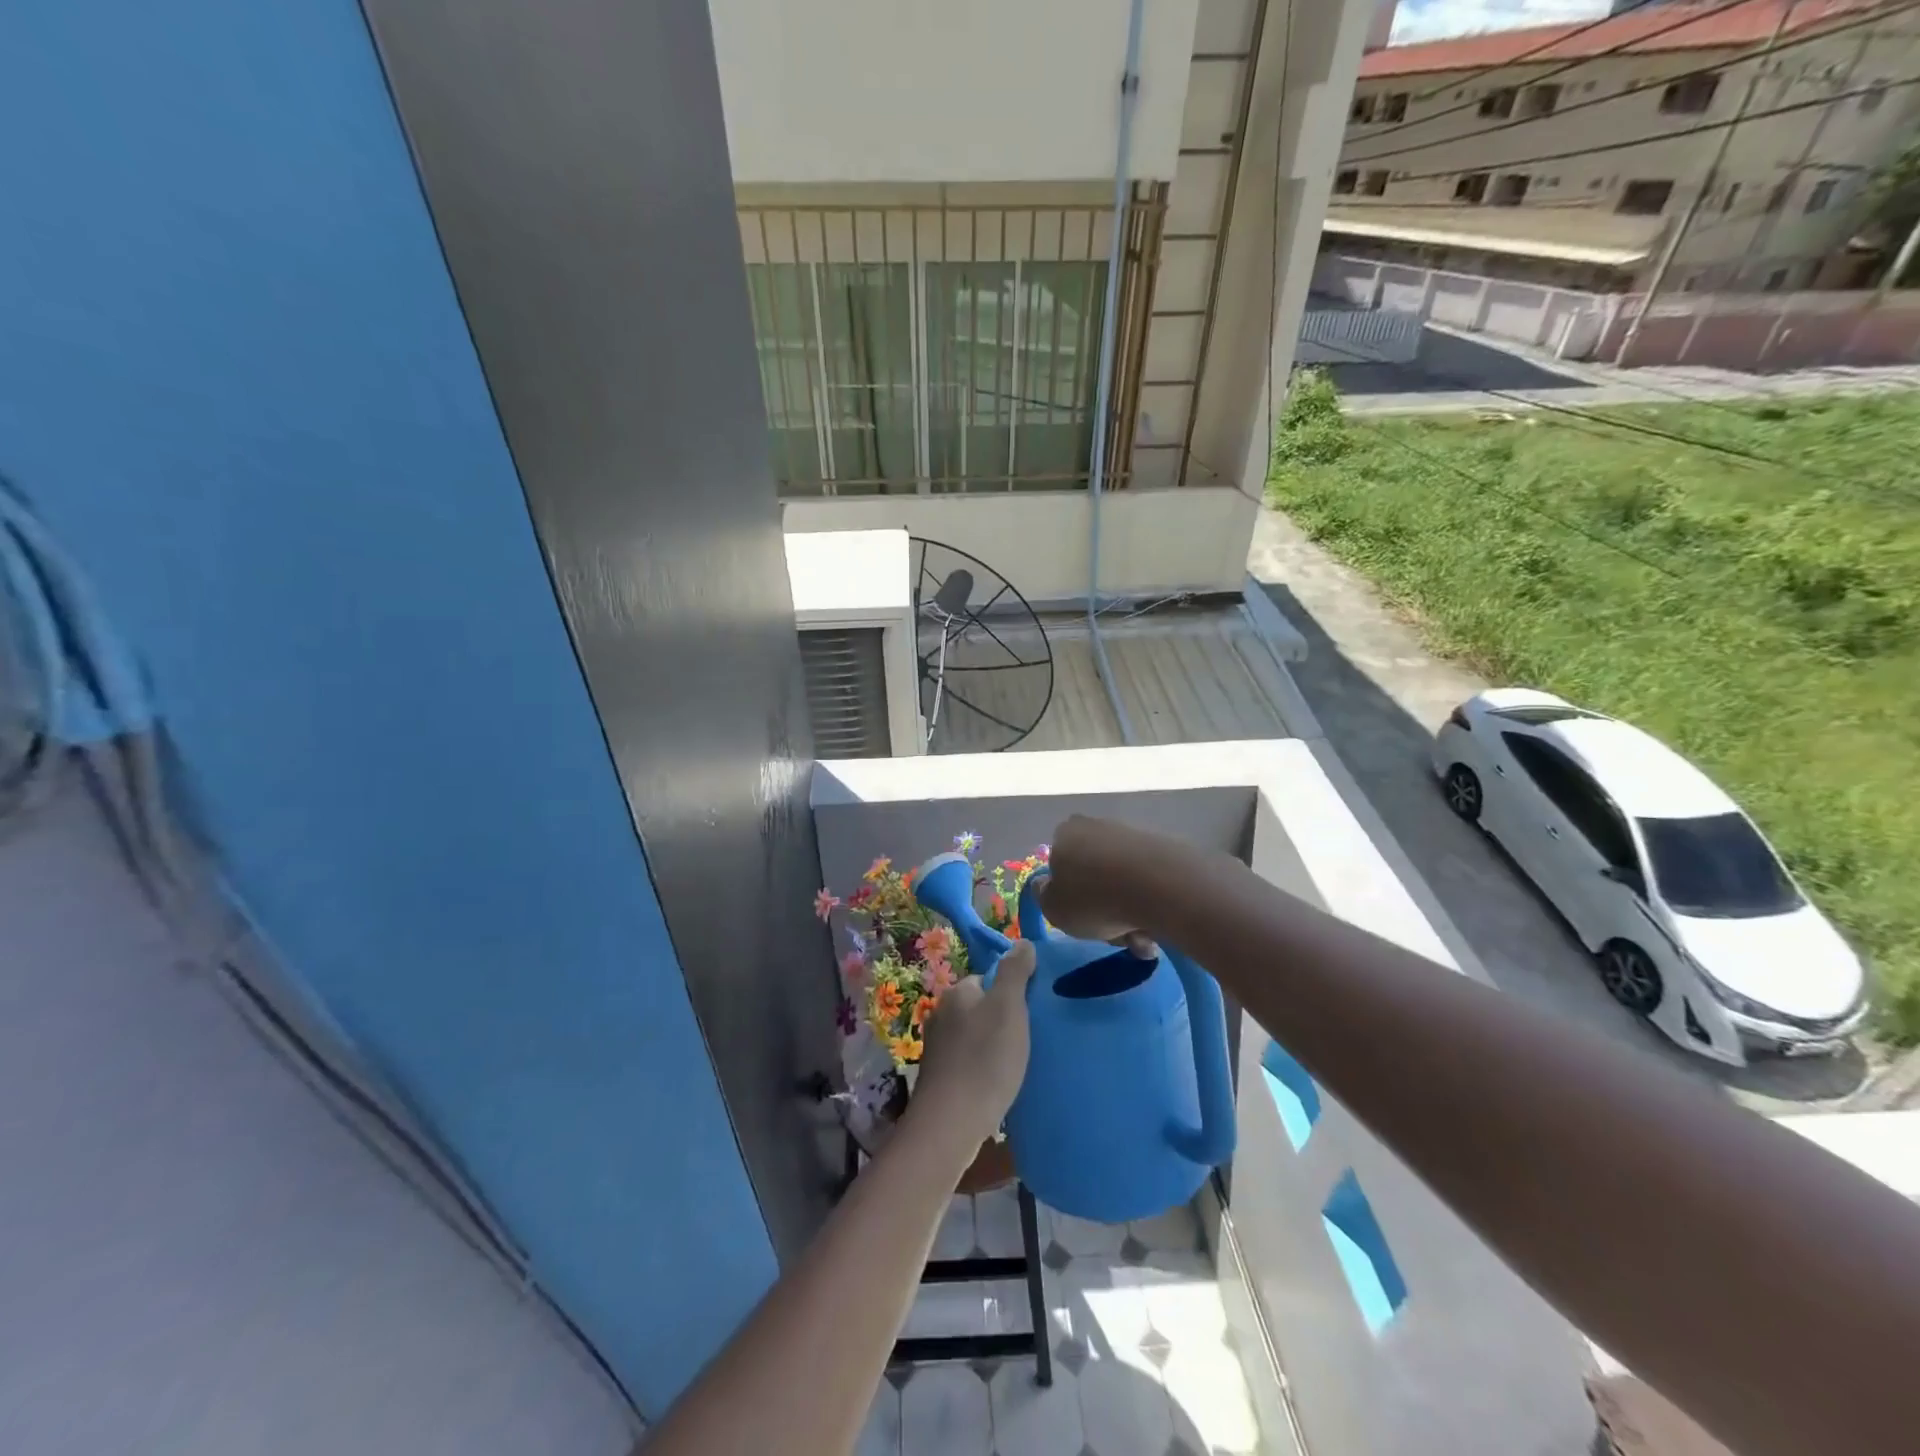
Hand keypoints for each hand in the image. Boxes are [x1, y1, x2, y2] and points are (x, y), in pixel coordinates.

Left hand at [913, 940, 1035, 1150]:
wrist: (951, 1124)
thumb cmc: (985, 1059)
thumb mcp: (1008, 1007)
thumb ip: (1015, 972)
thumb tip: (1022, 942)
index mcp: (957, 993)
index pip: (988, 979)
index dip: (1011, 992)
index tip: (1031, 1012)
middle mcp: (941, 1014)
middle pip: (980, 1008)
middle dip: (1002, 1020)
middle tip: (1028, 1040)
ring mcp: (937, 1048)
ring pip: (973, 1036)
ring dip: (992, 1047)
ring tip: (1016, 1066)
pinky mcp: (939, 1078)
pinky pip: (967, 1063)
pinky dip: (982, 1069)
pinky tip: (997, 1085)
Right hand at [1035, 814, 1158, 945]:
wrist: (1161, 886)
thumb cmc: (1094, 899)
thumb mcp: (1052, 908)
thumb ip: (1043, 896)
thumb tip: (1046, 885)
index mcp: (1066, 834)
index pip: (1059, 864)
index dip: (1067, 894)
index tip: (1080, 918)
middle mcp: (1097, 826)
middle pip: (1094, 875)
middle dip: (1103, 908)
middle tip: (1114, 935)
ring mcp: (1133, 834)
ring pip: (1123, 882)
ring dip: (1128, 912)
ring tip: (1140, 938)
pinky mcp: (1165, 846)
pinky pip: (1150, 882)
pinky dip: (1151, 904)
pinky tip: (1157, 925)